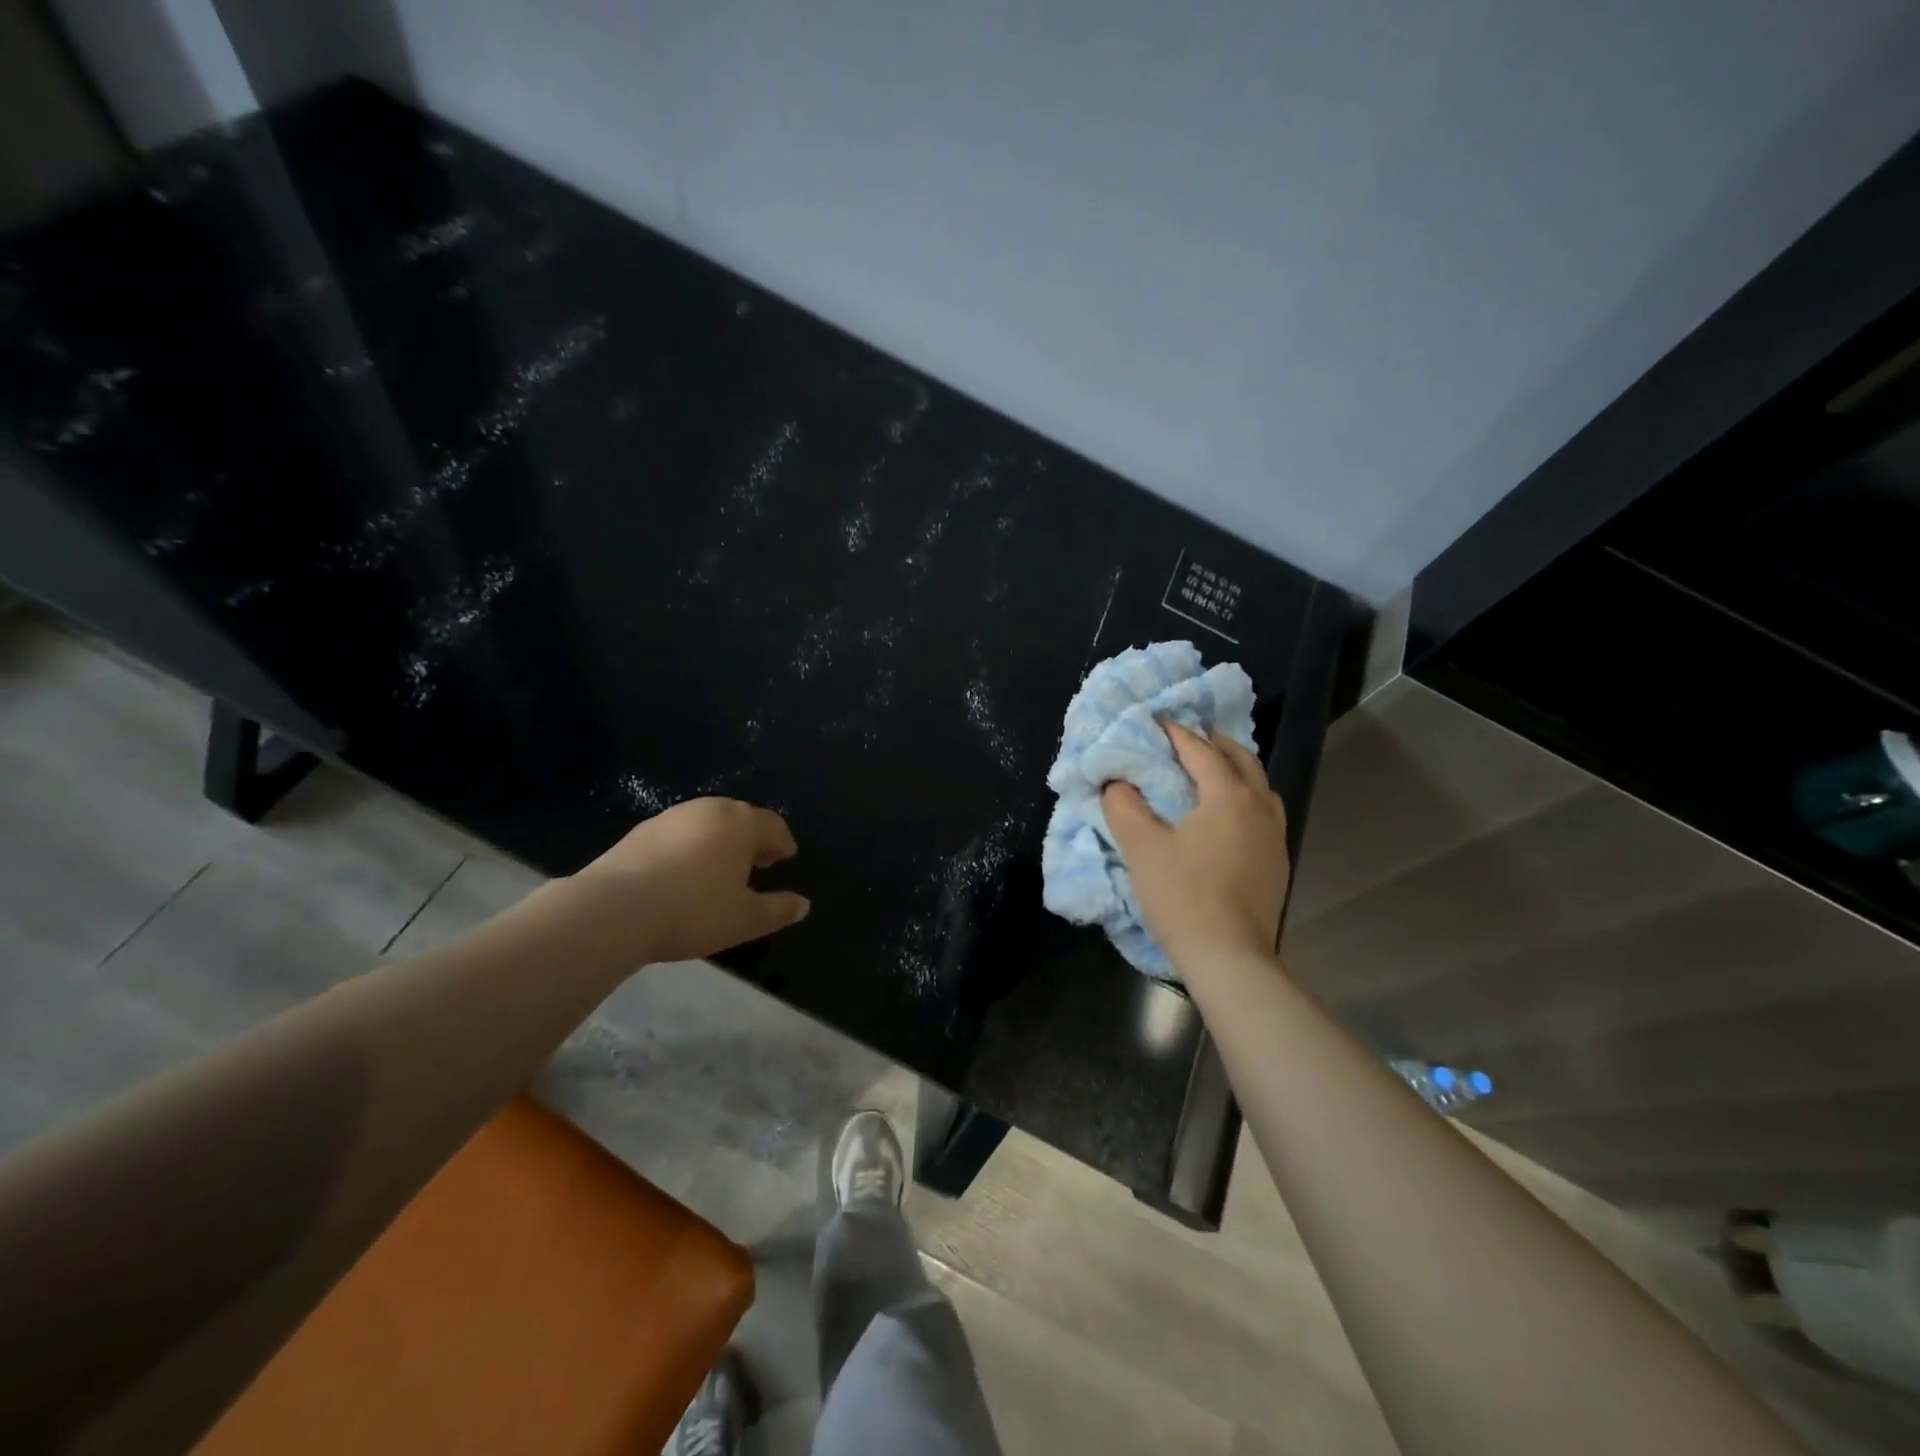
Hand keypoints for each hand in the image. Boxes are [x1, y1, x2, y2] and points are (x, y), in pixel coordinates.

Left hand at [564, 798, 809, 964]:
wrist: (614, 910)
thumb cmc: (693, 911)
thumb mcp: (745, 920)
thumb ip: (778, 910)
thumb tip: (803, 904)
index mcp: (741, 823)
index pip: (774, 826)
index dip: (783, 843)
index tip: (786, 858)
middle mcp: (710, 810)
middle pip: (741, 819)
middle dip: (753, 839)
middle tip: (759, 862)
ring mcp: (672, 817)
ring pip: (708, 824)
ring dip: (721, 842)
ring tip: (721, 869)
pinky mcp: (640, 831)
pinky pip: (679, 834)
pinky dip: (690, 847)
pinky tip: (684, 873)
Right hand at [1101, 720, 1290, 971]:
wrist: (1229, 957)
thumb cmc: (1183, 895)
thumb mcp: (1142, 848)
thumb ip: (1124, 807)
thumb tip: (1117, 783)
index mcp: (1228, 796)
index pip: (1200, 751)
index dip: (1175, 733)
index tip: (1156, 720)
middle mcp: (1259, 807)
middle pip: (1241, 760)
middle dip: (1213, 744)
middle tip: (1185, 740)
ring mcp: (1275, 835)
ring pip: (1259, 786)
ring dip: (1235, 770)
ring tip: (1210, 772)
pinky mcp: (1278, 862)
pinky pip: (1264, 812)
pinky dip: (1245, 798)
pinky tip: (1227, 815)